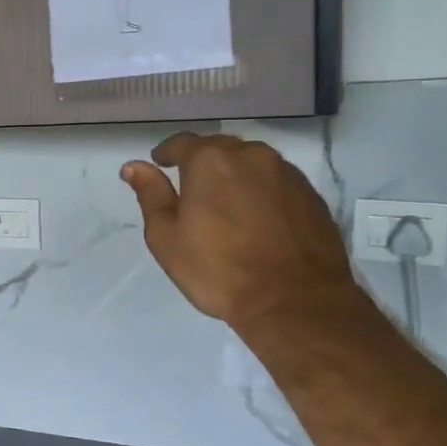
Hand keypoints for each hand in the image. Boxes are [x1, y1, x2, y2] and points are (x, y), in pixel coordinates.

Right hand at [121, 133, 360, 336]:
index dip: (167, 153)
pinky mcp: (312, 195)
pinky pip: (277, 182)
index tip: (159, 164)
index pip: (182, 143)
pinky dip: (262, 192)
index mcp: (210, 160)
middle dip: (203, 163)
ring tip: (226, 204)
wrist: (294, 302)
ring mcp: (287, 173)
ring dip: (235, 175)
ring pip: (252, 163)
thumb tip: (134, 166)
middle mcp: (251, 155)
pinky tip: (258, 218)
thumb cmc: (219, 270)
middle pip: (220, 148)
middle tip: (192, 189)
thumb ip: (150, 195)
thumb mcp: (167, 238)